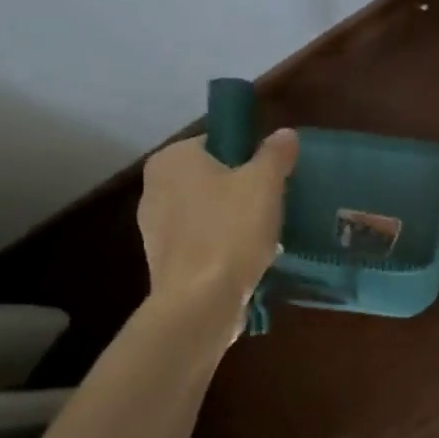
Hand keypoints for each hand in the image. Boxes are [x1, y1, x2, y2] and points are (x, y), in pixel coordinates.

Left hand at [137, 129, 298, 307]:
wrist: (200, 303)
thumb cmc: (231, 232)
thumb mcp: (265, 184)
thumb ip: (275, 154)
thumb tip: (285, 134)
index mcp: (172, 159)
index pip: (217, 142)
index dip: (250, 155)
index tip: (274, 176)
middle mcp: (154, 187)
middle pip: (212, 178)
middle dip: (242, 190)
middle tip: (274, 205)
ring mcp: (154, 227)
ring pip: (208, 212)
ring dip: (234, 220)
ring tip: (266, 236)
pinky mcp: (163, 261)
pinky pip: (202, 242)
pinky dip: (223, 246)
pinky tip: (248, 260)